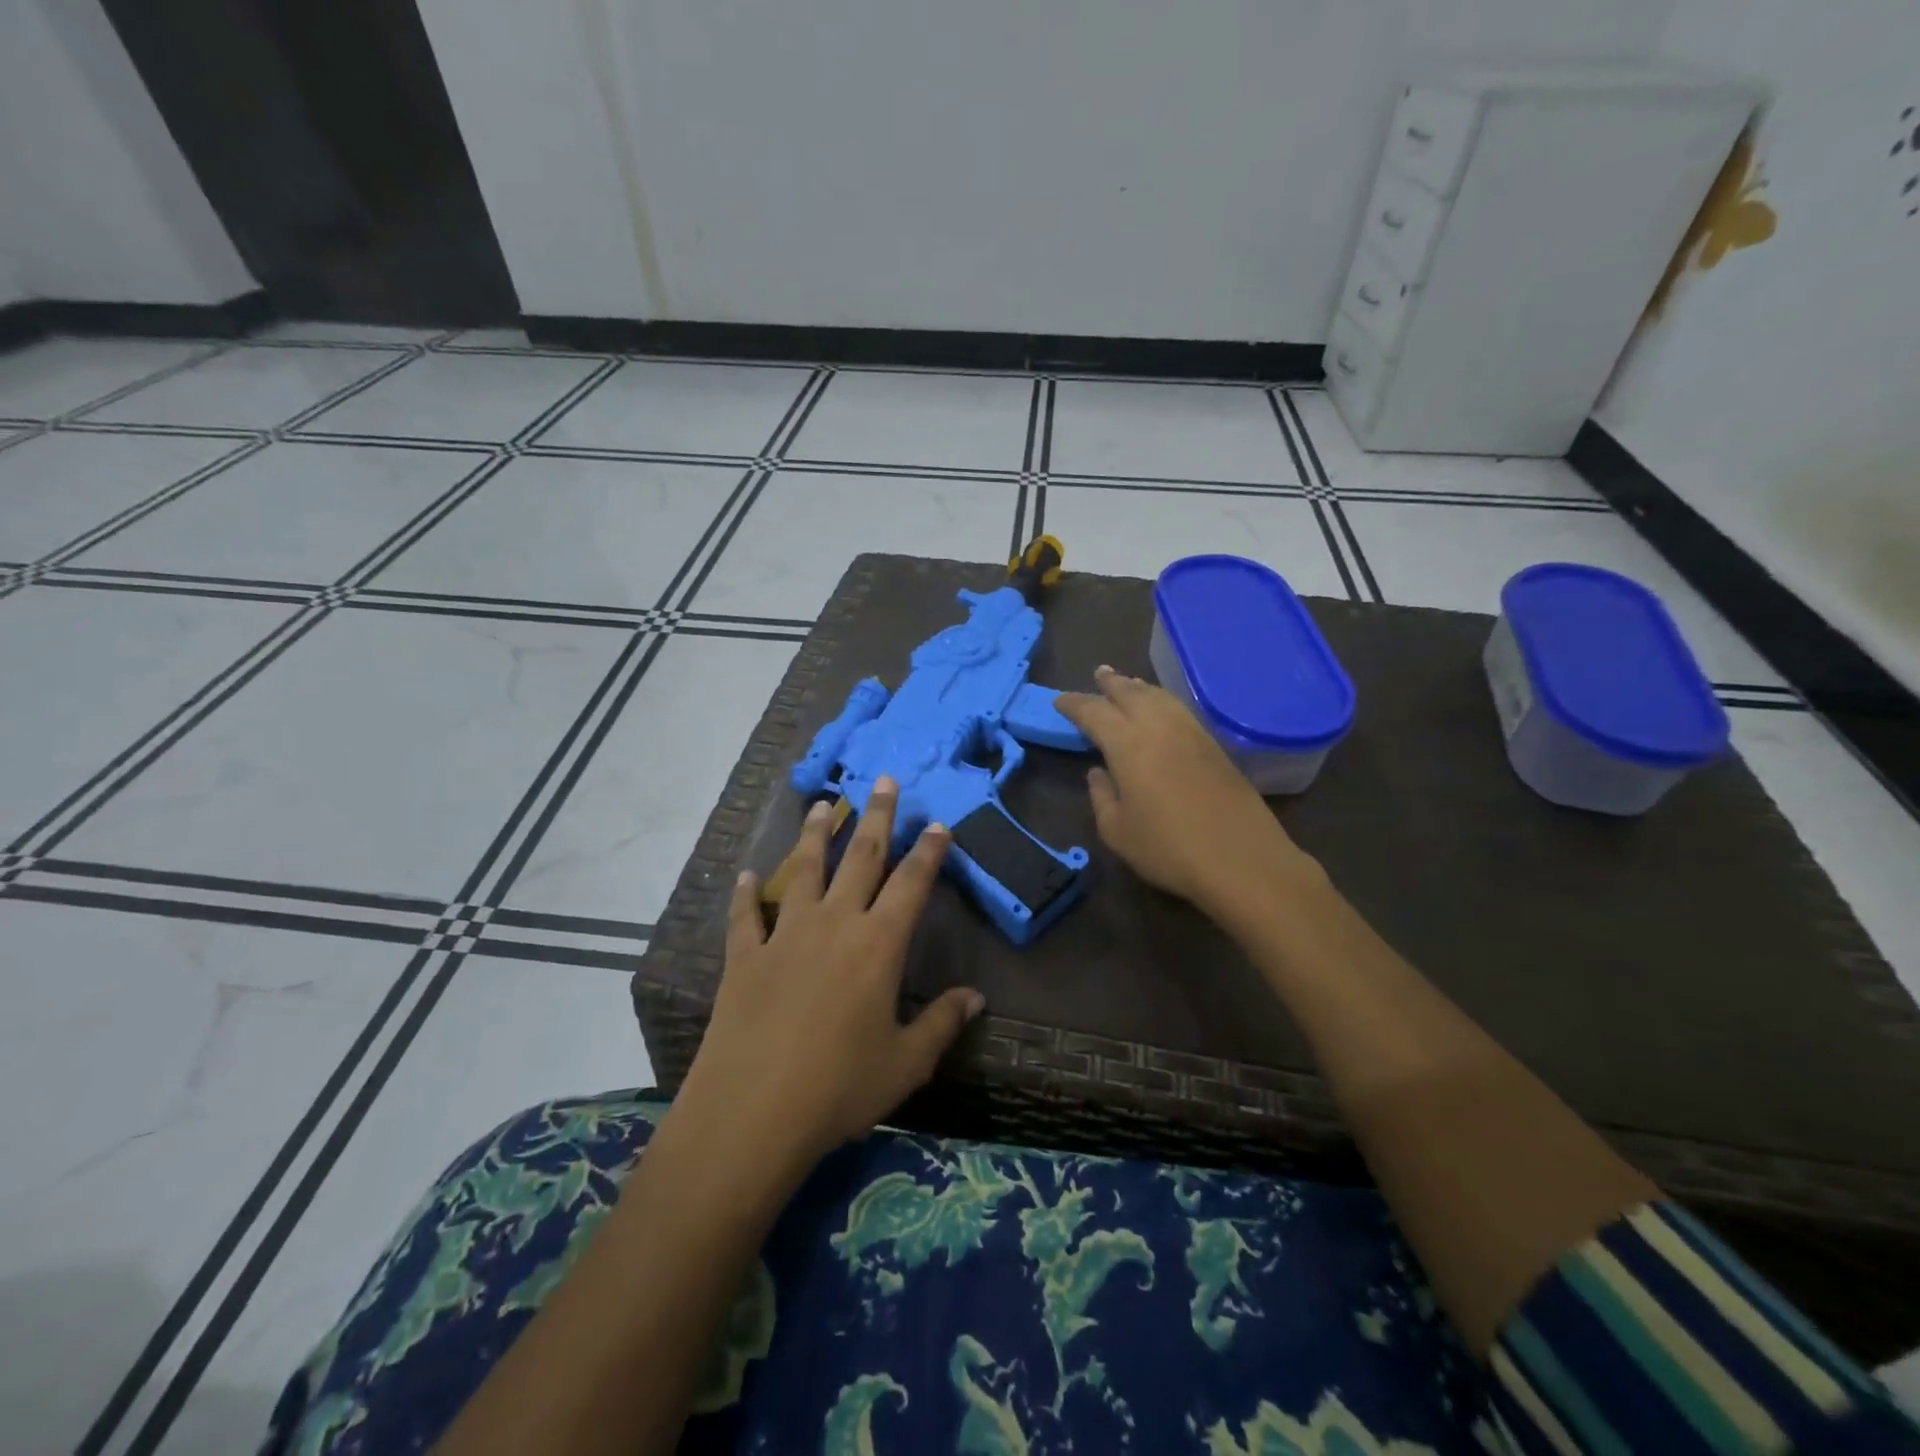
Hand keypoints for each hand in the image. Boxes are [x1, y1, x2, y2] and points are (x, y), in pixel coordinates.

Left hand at [675, 779, 983, 1178]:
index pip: (911, 884)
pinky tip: (745, 875)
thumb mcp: (905, 1063)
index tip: (937, 823)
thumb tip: (976, 998)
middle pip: (860, 858)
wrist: (751, 1114)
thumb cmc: (839, 1088)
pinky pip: (745, 915)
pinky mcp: (744, 957)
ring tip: (823, 805)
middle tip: (883, 781)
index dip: (928, 852)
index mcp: (878, 945)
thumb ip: (943, 1023)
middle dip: (876, 816)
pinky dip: (746, 893)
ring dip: (816, 835)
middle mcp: (834, 924)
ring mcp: (785, 935)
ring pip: (804, 870)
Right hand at [1057, 666, 1319, 920]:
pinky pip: (1179, 709)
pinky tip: (1160, 708)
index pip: (1094, 712)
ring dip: (1138, 687)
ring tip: (1127, 683)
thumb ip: (1101, 797)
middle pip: (1130, 693)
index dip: (1074, 704)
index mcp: (1127, 744)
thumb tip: (1098, 772)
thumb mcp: (1117, 832)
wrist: (1242, 860)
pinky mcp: (1214, 745)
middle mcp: (1158, 727)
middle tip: (1098, 674)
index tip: (1060, 701)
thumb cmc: (1169, 849)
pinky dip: (1161, 700)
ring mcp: (1191, 733)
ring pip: (1159, 697)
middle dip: (1111, 682)